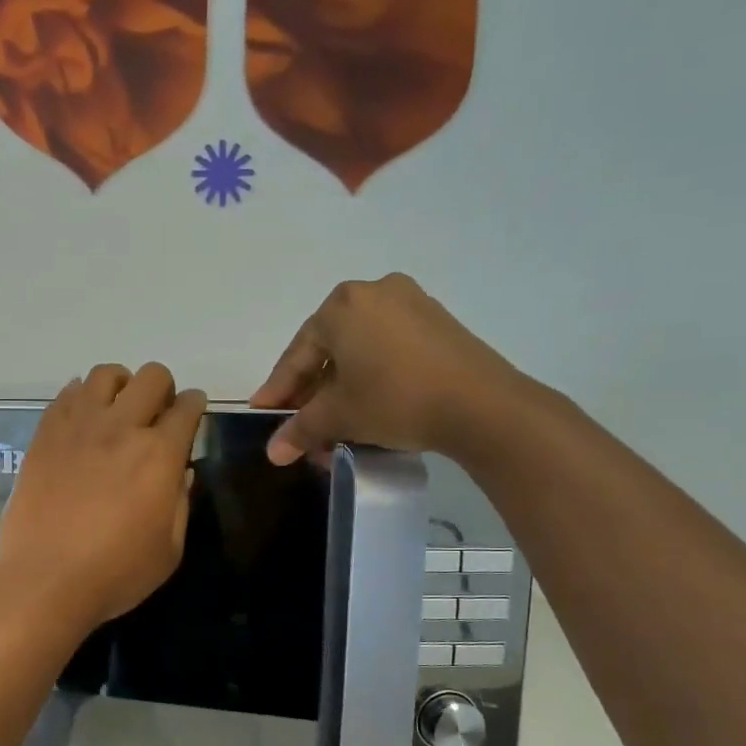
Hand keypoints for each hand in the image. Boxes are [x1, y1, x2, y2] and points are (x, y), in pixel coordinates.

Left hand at [0, 364, 206, 634]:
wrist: (44, 580)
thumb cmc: (116, 573)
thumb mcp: (169, 549)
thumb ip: (180, 502)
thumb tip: (180, 472)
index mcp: (159, 454)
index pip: (187, 408)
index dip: (195, 406)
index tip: (192, 413)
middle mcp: (121, 427)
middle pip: (150, 376)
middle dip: (163, 389)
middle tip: (156, 415)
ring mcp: (78, 426)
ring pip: (105, 374)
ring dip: (120, 385)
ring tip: (117, 411)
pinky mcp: (45, 434)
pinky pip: (66, 393)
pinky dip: (81, 397)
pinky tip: (83, 421)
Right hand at [250, 273, 534, 465]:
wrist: (481, 405)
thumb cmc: (395, 399)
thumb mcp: (339, 416)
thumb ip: (300, 430)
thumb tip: (272, 453)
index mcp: (341, 306)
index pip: (297, 355)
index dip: (278, 390)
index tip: (263, 414)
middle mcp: (373, 293)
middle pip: (328, 350)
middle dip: (311, 392)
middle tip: (299, 424)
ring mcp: (410, 303)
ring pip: (359, 351)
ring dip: (340, 388)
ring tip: (333, 423)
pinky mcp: (437, 323)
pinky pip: (387, 348)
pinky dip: (370, 376)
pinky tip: (367, 405)